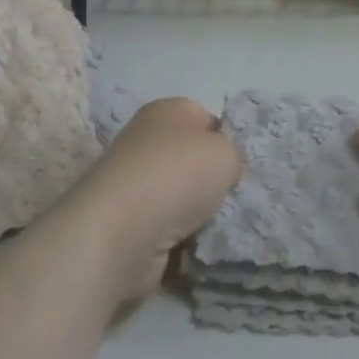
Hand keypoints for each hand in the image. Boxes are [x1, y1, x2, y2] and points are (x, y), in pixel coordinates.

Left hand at [65, 98, 241, 303]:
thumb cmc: (176, 177)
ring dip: (198, 214)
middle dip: (212, 181)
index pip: (208, 120)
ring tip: (215, 226)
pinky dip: (180, 238)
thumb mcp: (226, 154)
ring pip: (181, 196)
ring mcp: (133, 183)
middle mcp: (146, 140)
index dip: (227, 141)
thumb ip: (233, 156)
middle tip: (232, 198)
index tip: (239, 166)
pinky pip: (167, 227)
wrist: (119, 234)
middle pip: (193, 159)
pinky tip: (194, 247)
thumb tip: (220, 171)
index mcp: (168, 111)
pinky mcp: (126, 222)